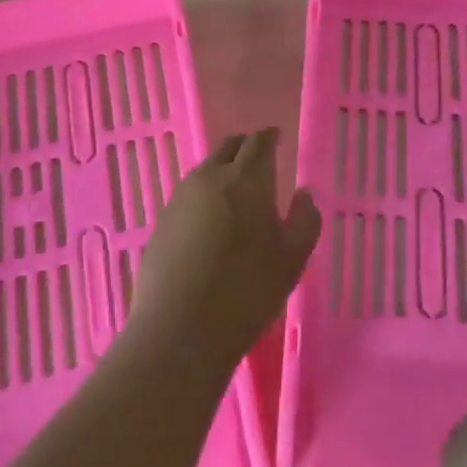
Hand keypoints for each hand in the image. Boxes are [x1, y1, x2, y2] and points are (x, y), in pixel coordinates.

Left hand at [129, 129, 321, 372]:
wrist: (180, 330)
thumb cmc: (247, 292)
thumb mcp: (292, 259)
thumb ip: (305, 220)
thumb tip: (304, 194)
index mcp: (247, 179)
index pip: (259, 143)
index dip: (269, 137)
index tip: (275, 136)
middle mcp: (210, 178)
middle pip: (228, 148)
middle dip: (244, 147)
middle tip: (257, 158)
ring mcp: (180, 198)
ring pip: (205, 170)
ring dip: (222, 171)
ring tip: (235, 190)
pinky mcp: (161, 222)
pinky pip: (188, 196)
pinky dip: (203, 196)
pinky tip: (209, 220)